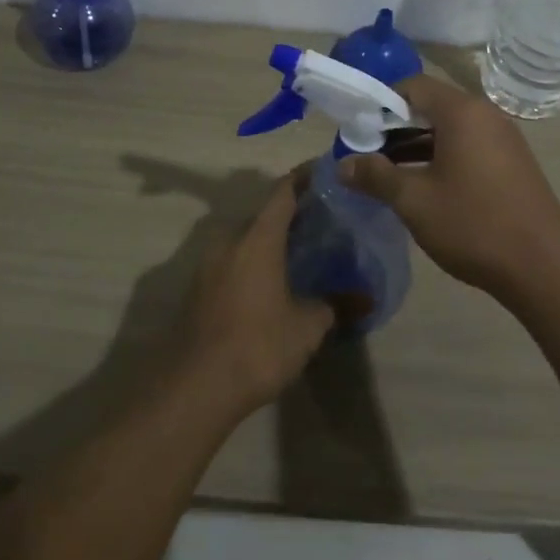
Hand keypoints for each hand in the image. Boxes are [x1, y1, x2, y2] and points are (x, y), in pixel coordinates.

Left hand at [176, 173, 334, 418]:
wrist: (194, 388)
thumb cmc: (257, 346)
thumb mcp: (307, 327)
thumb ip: (334, 304)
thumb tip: (365, 297)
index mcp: (257, 237)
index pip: (283, 191)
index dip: (304, 177)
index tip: (326, 171)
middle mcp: (229, 240)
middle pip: (263, 215)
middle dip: (291, 213)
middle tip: (322, 220)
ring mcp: (208, 264)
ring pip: (245, 239)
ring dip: (270, 240)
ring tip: (300, 252)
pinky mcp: (198, 288)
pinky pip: (232, 261)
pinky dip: (253, 261)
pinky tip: (272, 283)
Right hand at [339, 75, 559, 297]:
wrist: (543, 268)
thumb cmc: (473, 225)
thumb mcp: (414, 201)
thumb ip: (375, 176)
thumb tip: (342, 165)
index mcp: (462, 112)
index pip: (413, 86)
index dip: (381, 102)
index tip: (359, 129)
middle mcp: (486, 115)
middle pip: (432, 106)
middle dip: (396, 127)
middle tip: (367, 153)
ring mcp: (504, 139)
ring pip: (450, 129)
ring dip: (417, 145)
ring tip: (387, 173)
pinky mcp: (513, 163)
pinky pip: (469, 146)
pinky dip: (442, 157)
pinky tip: (424, 186)